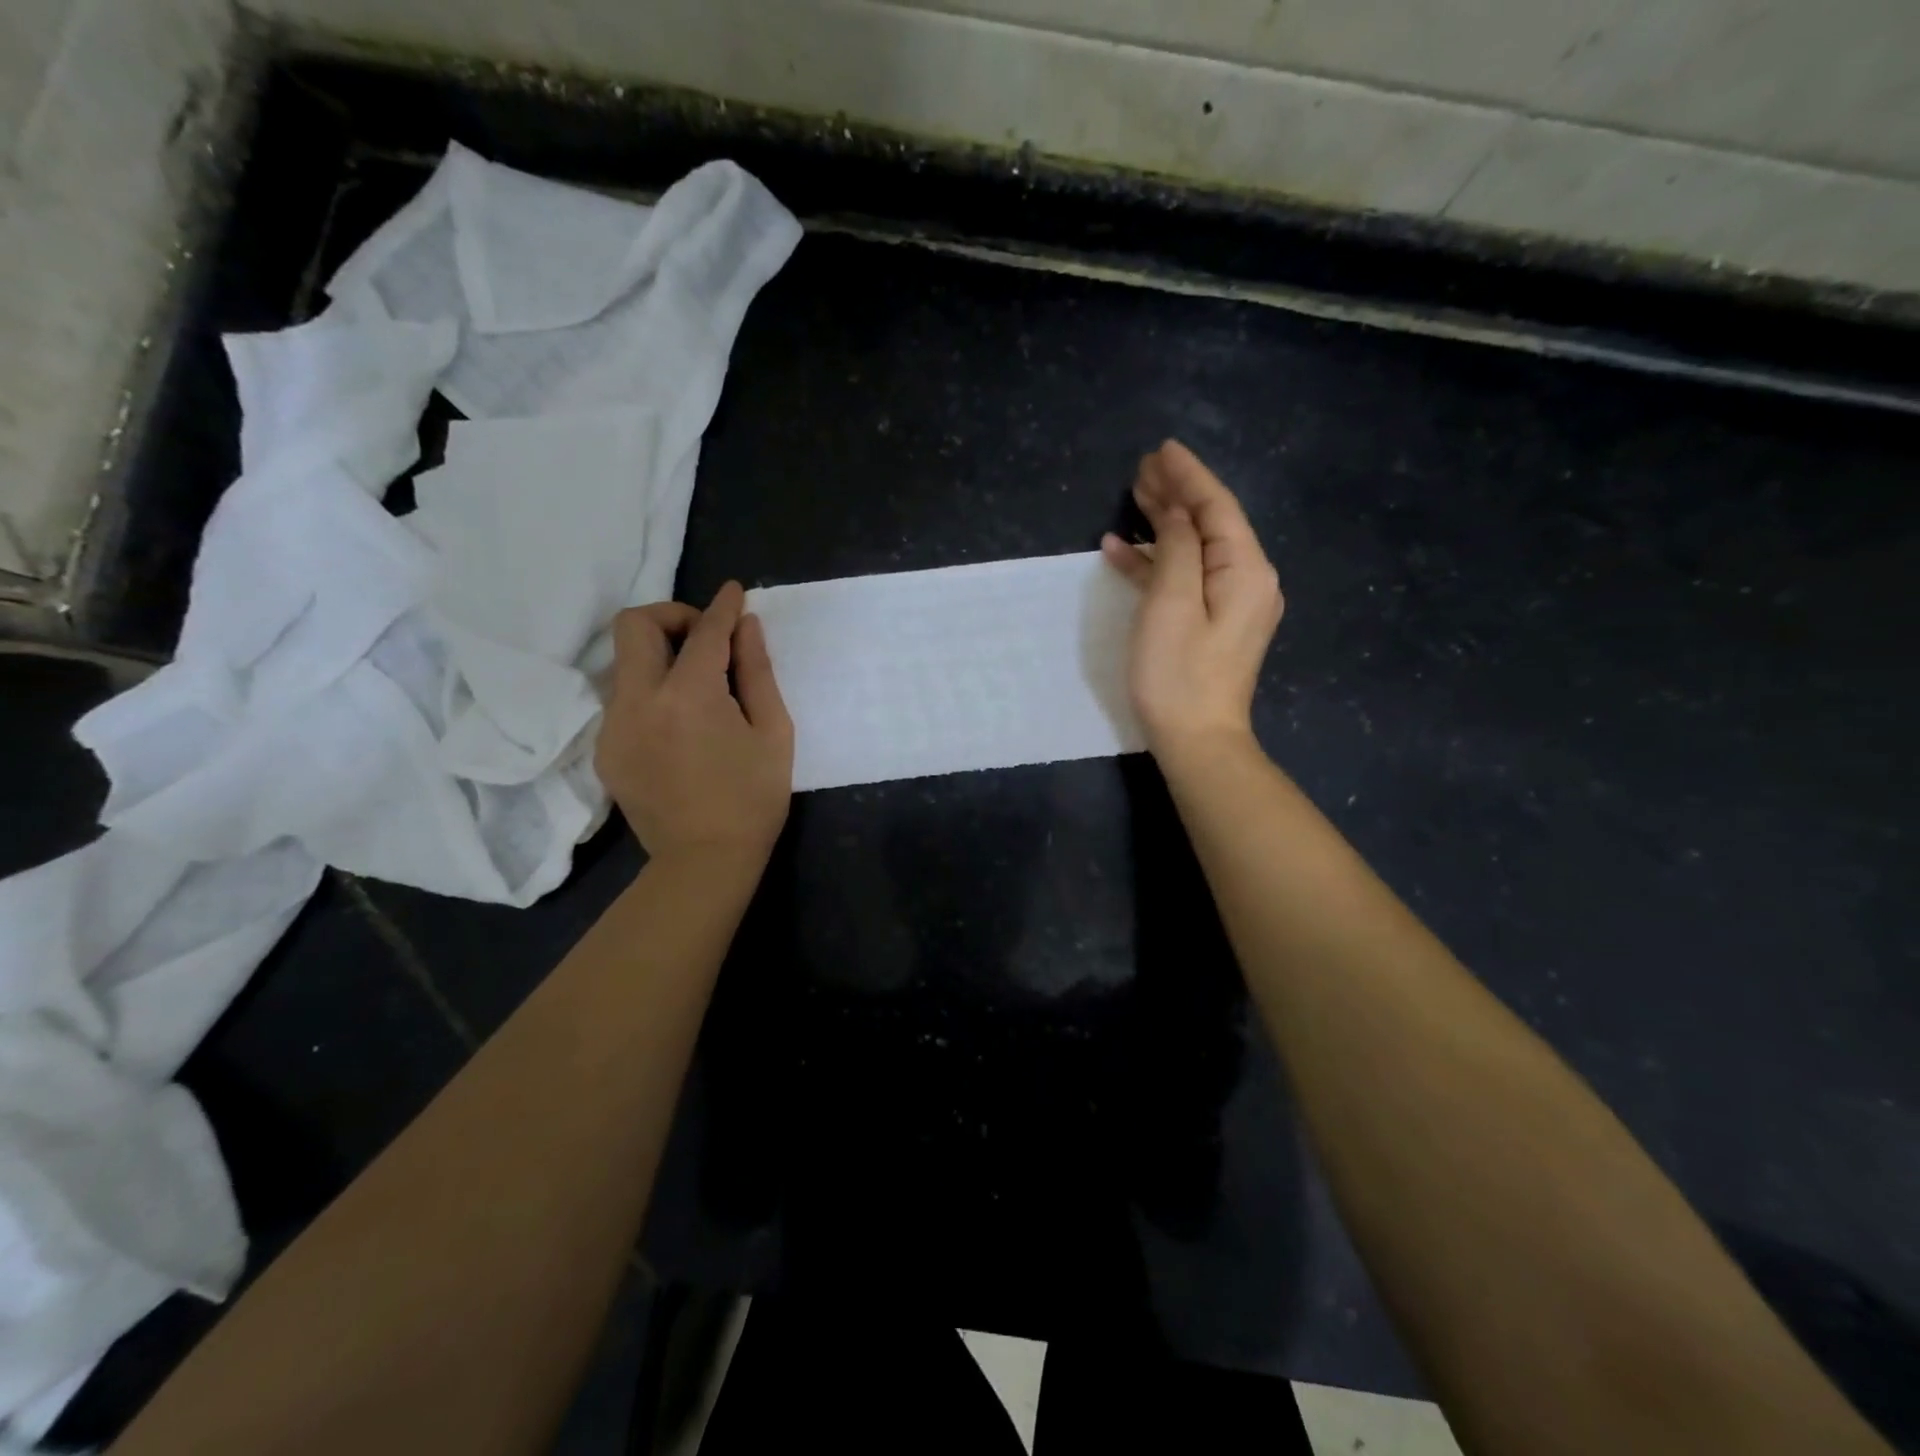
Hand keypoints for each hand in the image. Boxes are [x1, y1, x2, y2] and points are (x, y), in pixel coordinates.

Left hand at [595, 582, 793, 865]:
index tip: (734, 592)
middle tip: (705, 638)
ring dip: (659, 656)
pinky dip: (651, 692)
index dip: (722, 606)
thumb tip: (747, 626)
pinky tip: (678, 723)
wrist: (704, 861)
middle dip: (672, 615)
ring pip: (625, 662)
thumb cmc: (753, 799)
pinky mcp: (605, 749)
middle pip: (635, 625)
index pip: (704, 632)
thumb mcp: (773, 732)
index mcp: (690, 696)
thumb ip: (758, 672)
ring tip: (696, 684)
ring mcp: (614, 726)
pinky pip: (623, 700)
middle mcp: (640, 701)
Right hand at [1101, 440, 1283, 758]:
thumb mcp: (1171, 604)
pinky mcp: (1212, 624)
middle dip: (1176, 493)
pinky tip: (1124, 551)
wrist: (1197, 741)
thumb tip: (1175, 514)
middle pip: (1210, 523)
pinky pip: (1186, 579)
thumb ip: (1176, 549)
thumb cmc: (1179, 674)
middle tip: (1141, 468)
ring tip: (1132, 497)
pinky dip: (1158, 562)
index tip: (1161, 448)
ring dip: (1164, 524)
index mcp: (1246, 570)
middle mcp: (1248, 580)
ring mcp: (1231, 604)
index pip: (1216, 507)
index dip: (1188, 475)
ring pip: (1195, 549)